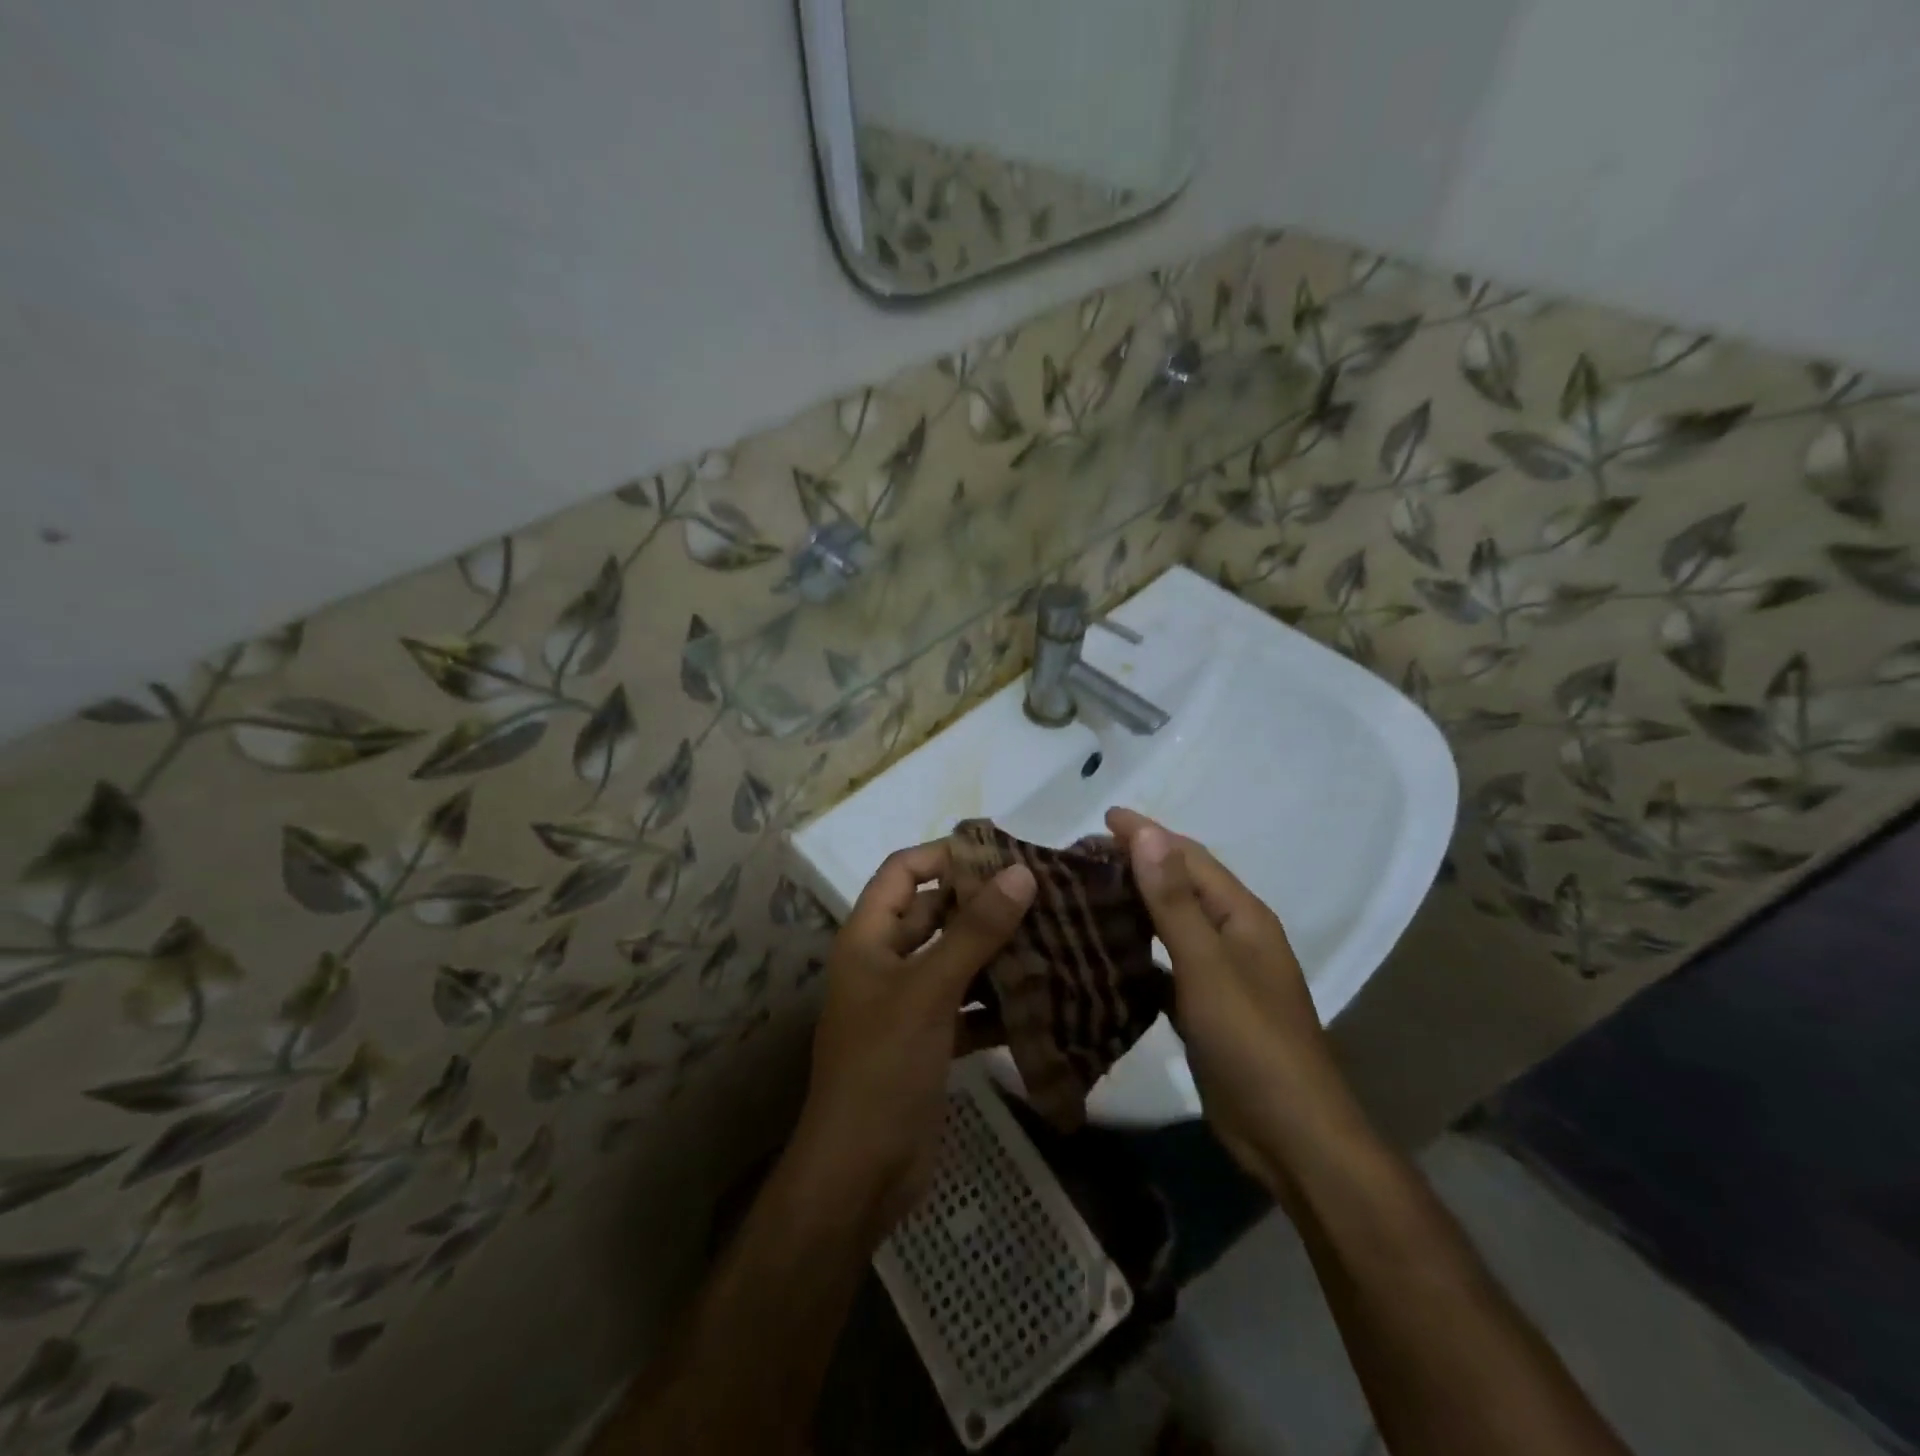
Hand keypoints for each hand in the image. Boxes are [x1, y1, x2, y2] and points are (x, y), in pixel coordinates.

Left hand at [790, 841, 1035, 1238]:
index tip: (1001, 854)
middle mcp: (886, 961)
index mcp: (869, 937)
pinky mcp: (930, 1042)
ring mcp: (908, 1004)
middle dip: (982, 904)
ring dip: (997, 953)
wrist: (860, 1174)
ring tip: (1053, 938)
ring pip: (956, 961)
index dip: (945, 855)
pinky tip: (1042, 1000)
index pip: (903, 870)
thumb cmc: (884, 1066)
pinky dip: (997, 1003)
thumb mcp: (929, 990)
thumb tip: (1021, 872)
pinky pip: (968, 1007)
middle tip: (1043, 894)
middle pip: (935, 913)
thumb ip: (975, 931)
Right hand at [1104, 808, 1367, 1193]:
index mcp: (1241, 916)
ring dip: (1135, 905)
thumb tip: (1148, 835)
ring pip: (1171, 925)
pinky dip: (1138, 952)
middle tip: (1083, 855)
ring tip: (1087, 893)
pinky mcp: (1205, 1009)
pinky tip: (1106, 953)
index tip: (1103, 816)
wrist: (1291, 1136)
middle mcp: (1233, 937)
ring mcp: (1220, 975)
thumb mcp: (1207, 966)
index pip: (1189, 857)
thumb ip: (1174, 901)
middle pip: (1180, 885)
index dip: (1148, 833)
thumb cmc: (1252, 1042)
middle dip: (1138, 863)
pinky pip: (1165, 966)